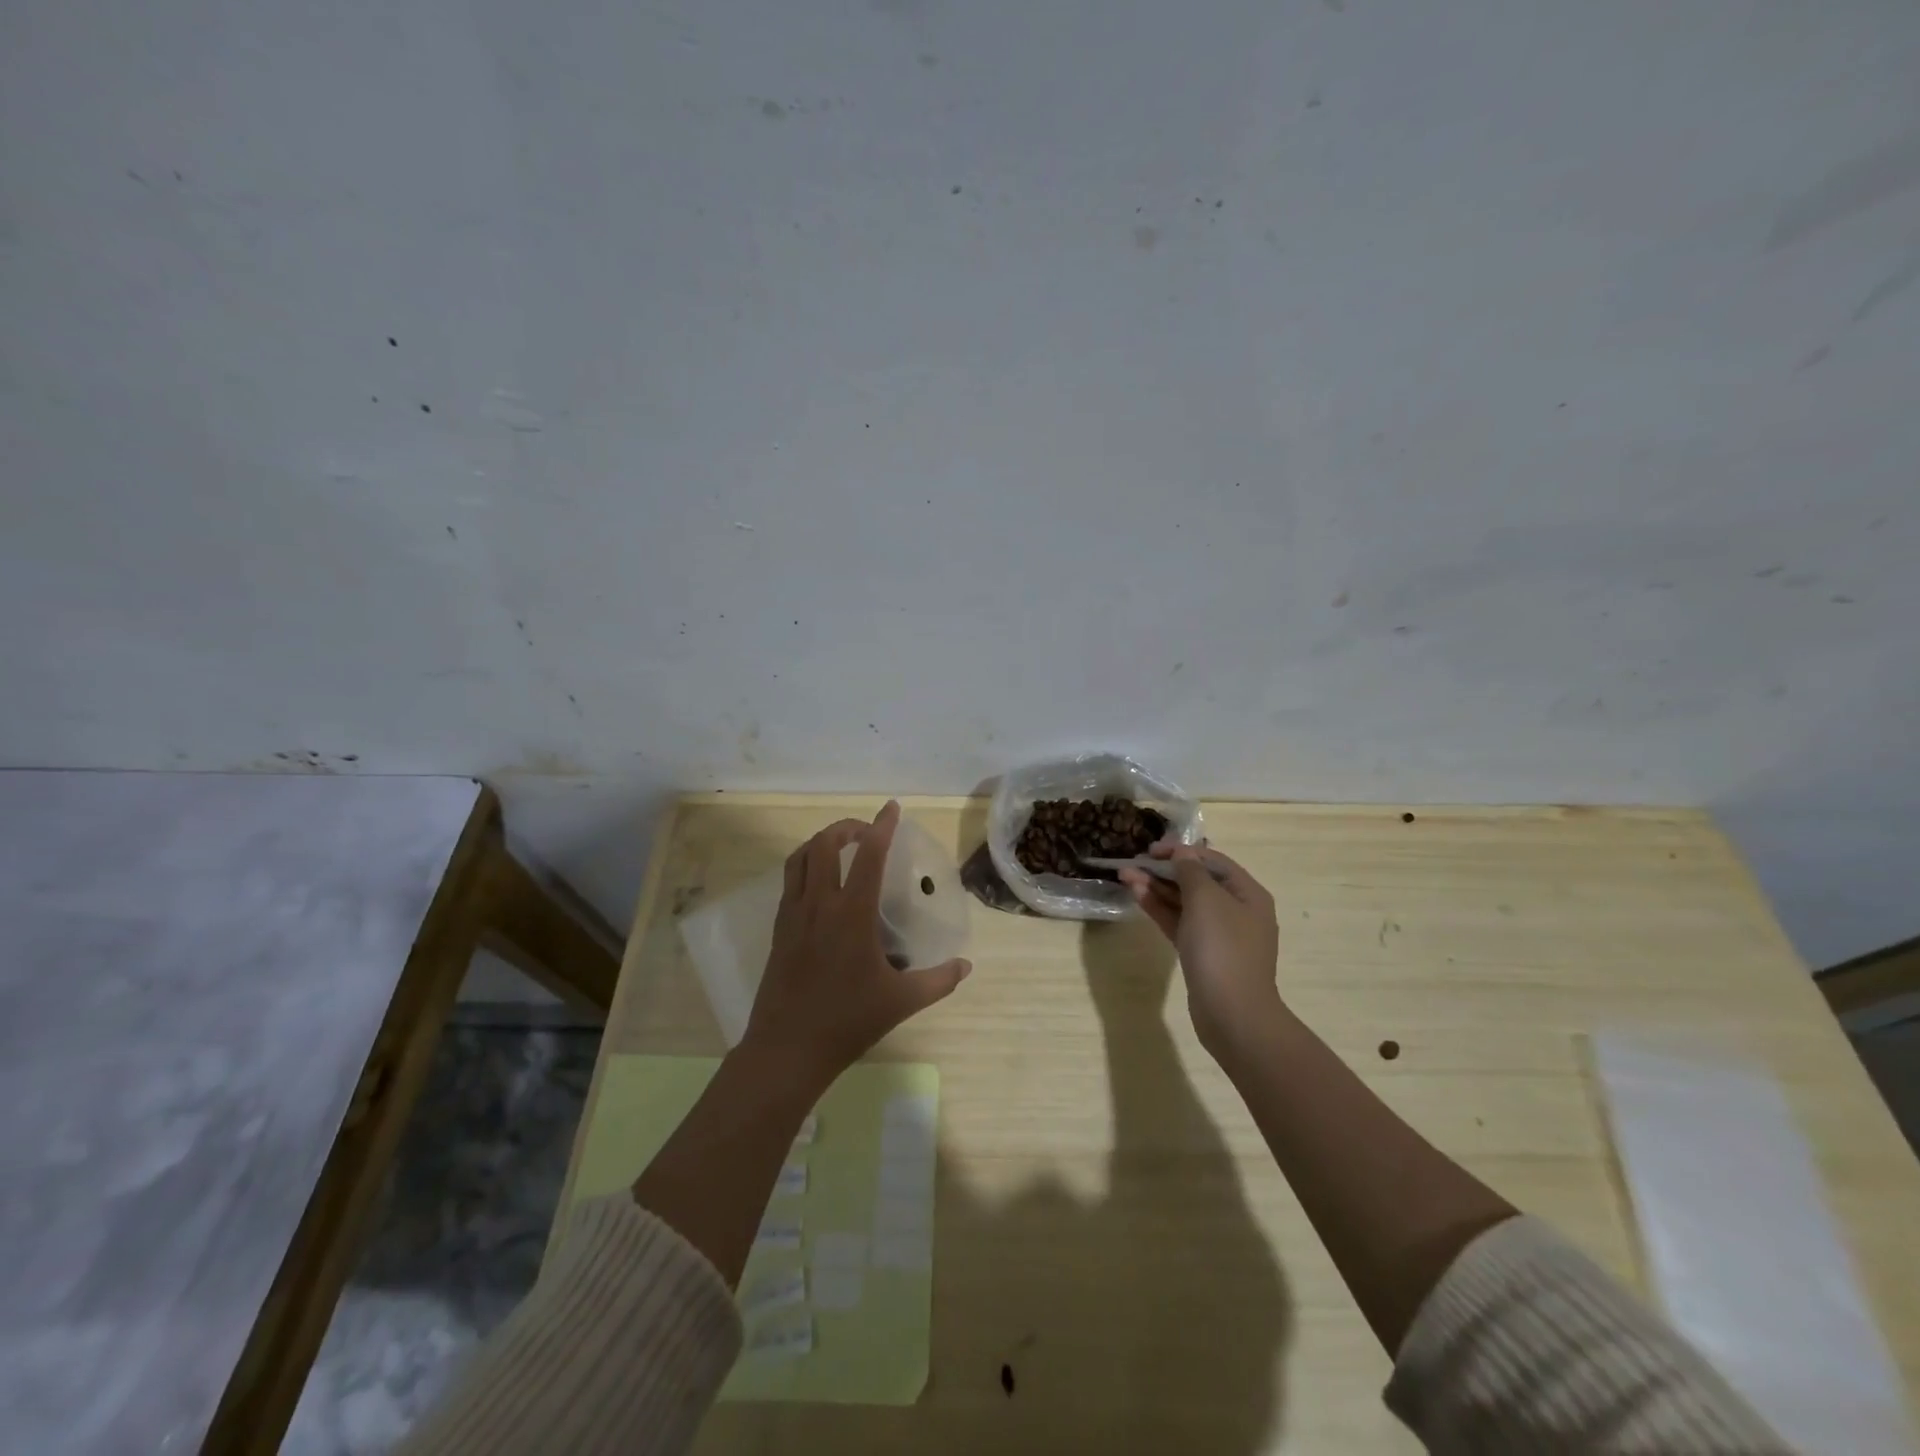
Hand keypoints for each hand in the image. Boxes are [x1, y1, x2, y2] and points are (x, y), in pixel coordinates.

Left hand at [742, 801, 971, 1089]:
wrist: (787, 1049)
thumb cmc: (847, 1021)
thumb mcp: (901, 1002)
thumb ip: (938, 980)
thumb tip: (966, 966)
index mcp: (851, 914)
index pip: (868, 855)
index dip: (882, 826)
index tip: (892, 808)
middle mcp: (819, 904)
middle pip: (824, 844)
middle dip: (846, 828)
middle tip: (867, 832)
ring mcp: (793, 914)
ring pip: (800, 857)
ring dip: (820, 842)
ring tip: (841, 846)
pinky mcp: (778, 928)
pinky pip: (789, 880)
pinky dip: (805, 864)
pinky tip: (820, 883)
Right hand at [1118, 843, 1282, 1061]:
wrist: (1232, 1014)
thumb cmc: (1223, 949)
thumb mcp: (1206, 900)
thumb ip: (1190, 872)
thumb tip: (1182, 853)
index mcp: (1247, 893)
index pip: (1212, 861)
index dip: (1182, 851)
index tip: (1151, 849)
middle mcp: (1236, 910)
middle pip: (1196, 881)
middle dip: (1164, 870)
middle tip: (1132, 864)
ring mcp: (1219, 934)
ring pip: (1184, 903)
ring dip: (1156, 888)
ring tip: (1124, 876)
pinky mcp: (1201, 954)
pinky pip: (1179, 923)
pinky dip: (1159, 909)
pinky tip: (1137, 896)